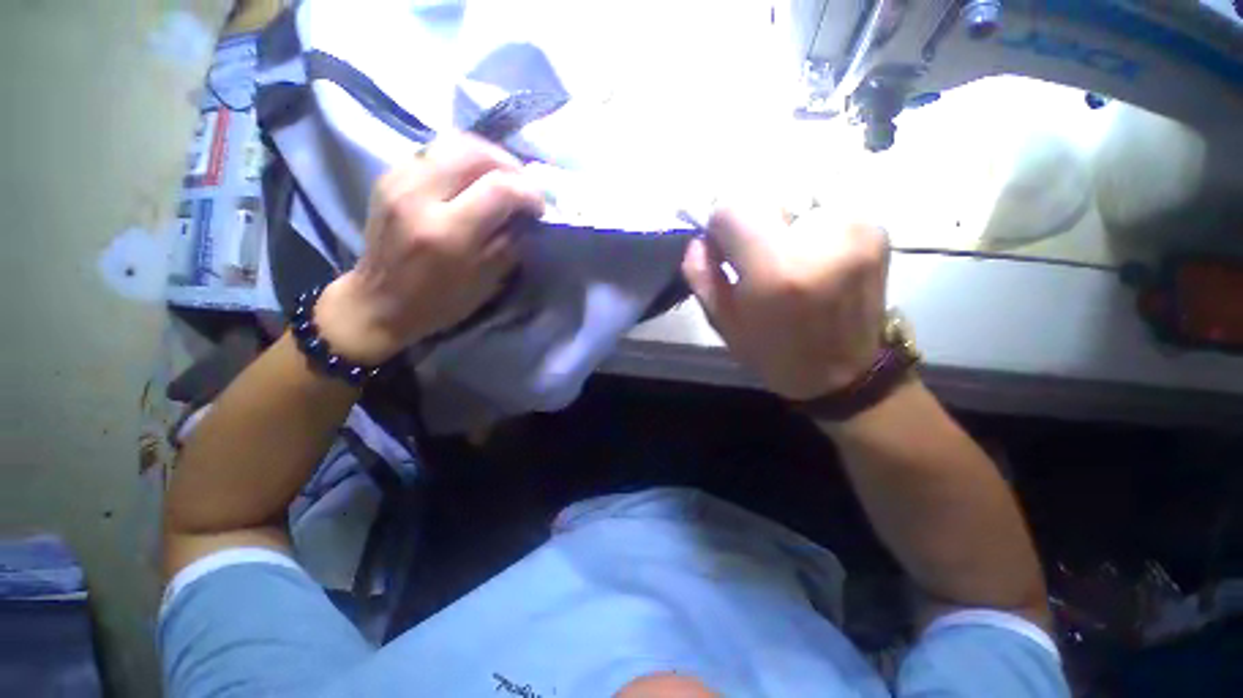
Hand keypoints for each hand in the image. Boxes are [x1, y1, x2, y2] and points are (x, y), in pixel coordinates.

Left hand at [314, 134, 544, 364]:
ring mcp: (398, 181)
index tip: (539, 208)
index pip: (499, 188)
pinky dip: (462, 160)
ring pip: (452, 143)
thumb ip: (510, 243)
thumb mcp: (485, 282)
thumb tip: (527, 216)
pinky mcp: (388, 177)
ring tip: (503, 177)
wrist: (379, 303)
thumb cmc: (438, 302)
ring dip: (487, 156)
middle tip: (524, 186)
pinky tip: (472, 179)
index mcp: (447, 233)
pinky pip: (434, 151)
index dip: (529, 192)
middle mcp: (420, 197)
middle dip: (510, 165)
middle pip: (474, 151)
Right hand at [681, 205, 888, 400]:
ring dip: (781, 219)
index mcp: (777, 269)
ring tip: (786, 254)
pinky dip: (808, 220)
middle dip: (751, 219)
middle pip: (766, 191)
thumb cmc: (776, 352)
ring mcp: (857, 226)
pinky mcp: (877, 225)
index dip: (720, 224)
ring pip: (797, 192)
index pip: (733, 206)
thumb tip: (699, 237)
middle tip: (754, 252)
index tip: (723, 247)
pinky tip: (811, 252)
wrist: (845, 373)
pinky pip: (825, 203)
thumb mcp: (723, 321)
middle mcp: (823, 237)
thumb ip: (701, 273)